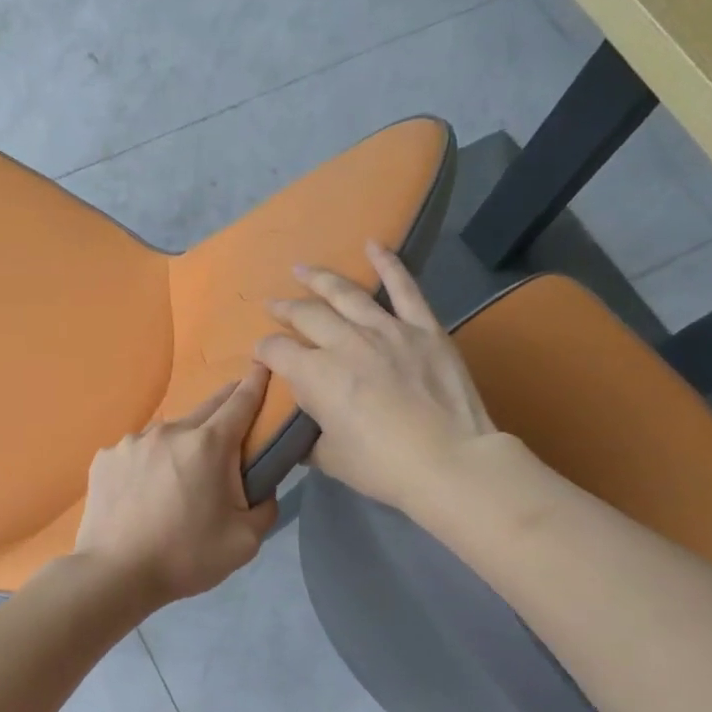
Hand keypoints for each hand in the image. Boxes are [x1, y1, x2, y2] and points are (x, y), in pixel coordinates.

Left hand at [73, 366, 279, 607]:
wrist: (114, 574)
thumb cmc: (185, 557)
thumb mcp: (245, 541)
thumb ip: (264, 506)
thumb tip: (261, 487)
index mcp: (208, 446)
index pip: (240, 402)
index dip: (256, 383)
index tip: (263, 366)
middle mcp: (169, 431)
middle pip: (205, 409)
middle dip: (224, 409)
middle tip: (233, 423)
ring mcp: (132, 442)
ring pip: (168, 434)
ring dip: (182, 445)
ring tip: (178, 479)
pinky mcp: (105, 458)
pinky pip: (137, 452)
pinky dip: (148, 463)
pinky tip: (143, 492)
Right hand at [254, 242, 496, 516]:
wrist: (450, 462)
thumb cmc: (383, 466)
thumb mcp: (330, 459)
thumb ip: (309, 439)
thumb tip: (299, 434)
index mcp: (316, 376)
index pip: (276, 351)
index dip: (263, 352)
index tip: (261, 356)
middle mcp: (345, 343)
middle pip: (306, 316)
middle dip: (284, 310)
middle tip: (274, 306)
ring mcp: (386, 330)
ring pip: (346, 294)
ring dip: (320, 280)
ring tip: (302, 269)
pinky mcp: (423, 328)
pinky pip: (404, 288)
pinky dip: (388, 263)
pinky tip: (374, 244)